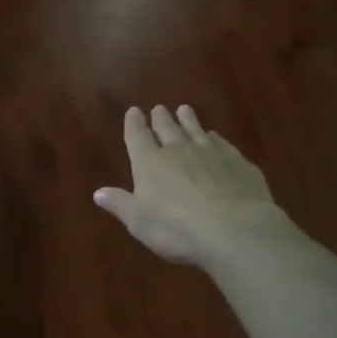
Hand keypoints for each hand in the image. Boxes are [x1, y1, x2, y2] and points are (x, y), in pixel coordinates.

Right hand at [94, 105, 294, 267]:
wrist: (235, 229)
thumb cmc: (177, 228)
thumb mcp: (139, 222)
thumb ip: (120, 204)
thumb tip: (98, 193)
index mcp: (150, 163)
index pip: (138, 137)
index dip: (134, 124)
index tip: (133, 111)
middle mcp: (179, 151)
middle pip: (168, 130)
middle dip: (161, 119)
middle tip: (159, 108)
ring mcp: (211, 154)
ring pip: (196, 131)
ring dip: (189, 120)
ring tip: (185, 109)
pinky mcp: (238, 163)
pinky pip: (222, 144)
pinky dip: (215, 139)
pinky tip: (215, 137)